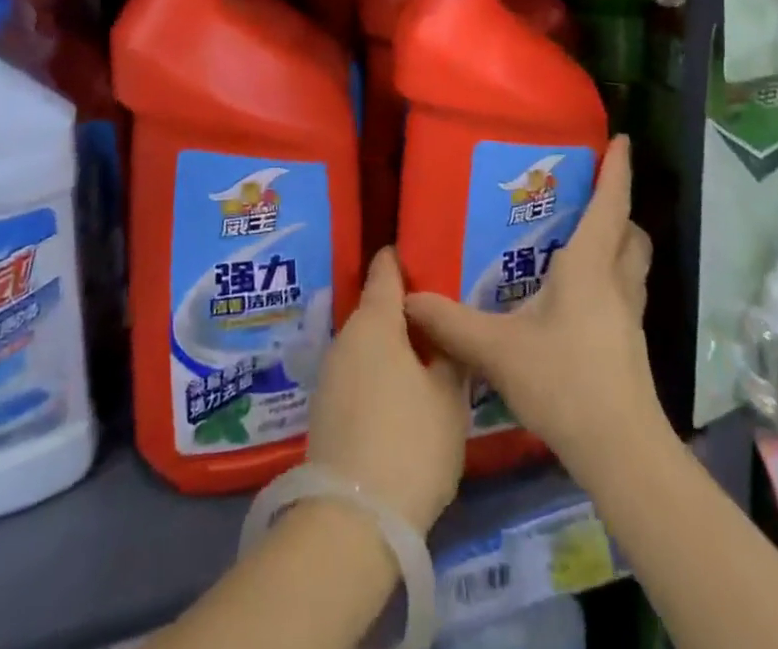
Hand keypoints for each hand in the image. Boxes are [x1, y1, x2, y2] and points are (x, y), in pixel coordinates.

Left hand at [307, 247, 468, 533]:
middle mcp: (346, 337)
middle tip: (443, 317)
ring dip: (393, 344)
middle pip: (377, 308)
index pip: (386, 270)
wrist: (352, 522)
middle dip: (407, 310)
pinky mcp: (326, 408)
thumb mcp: (450, 397)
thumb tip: (447, 333)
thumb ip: (452, 354)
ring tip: (429, 357)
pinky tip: (403, 394)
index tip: (427, 254)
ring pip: (368, 342)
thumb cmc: (410, 444)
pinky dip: (380, 371)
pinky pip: (358, 371)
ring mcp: (331, 373)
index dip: (405, 258)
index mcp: (375, 321)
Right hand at [404, 136, 663, 478]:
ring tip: (583, 239)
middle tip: (588, 195)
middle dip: (617, 207)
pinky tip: (579, 296)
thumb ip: (451, 322)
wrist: (621, 450)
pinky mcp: (631, 342)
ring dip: (618, 242)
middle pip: (630, 231)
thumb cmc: (564, 382)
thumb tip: (408, 298)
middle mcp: (617, 281)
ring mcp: (630, 314)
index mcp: (590, 266)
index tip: (621, 138)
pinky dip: (612, 276)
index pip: (610, 204)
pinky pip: (626, 290)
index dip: (618, 169)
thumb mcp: (498, 350)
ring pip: (634, 262)